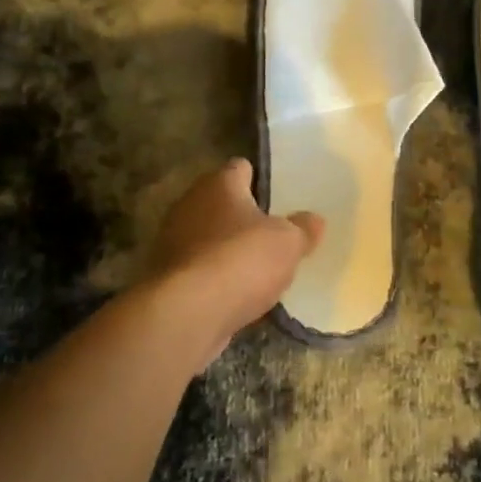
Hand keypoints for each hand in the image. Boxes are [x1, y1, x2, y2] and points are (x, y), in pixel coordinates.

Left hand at [144, 159, 322, 369]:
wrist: (187, 314)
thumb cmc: (241, 260)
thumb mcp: (288, 242)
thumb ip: (303, 228)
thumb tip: (314, 219)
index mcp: (219, 184)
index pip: (240, 168)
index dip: (259, 179)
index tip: (278, 196)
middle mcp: (190, 204)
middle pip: (221, 202)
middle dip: (242, 216)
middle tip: (272, 233)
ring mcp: (173, 241)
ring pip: (208, 237)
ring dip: (226, 248)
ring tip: (256, 267)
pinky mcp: (166, 277)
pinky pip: (199, 269)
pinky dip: (214, 277)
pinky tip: (236, 293)